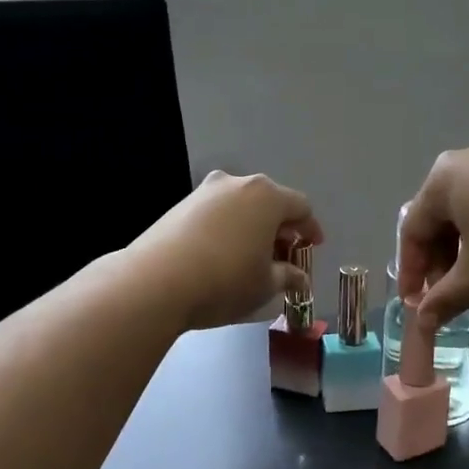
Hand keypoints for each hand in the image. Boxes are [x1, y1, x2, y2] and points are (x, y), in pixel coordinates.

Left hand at [131, 172, 323, 330]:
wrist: (155, 282)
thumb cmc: (225, 280)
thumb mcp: (266, 285)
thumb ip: (288, 276)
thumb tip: (300, 278)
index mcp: (267, 197)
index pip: (300, 207)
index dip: (311, 229)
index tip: (313, 247)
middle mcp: (237, 184)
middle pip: (269, 202)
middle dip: (280, 228)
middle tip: (283, 256)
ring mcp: (205, 192)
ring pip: (240, 206)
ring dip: (252, 227)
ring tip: (252, 257)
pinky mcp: (180, 206)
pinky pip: (216, 213)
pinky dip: (227, 229)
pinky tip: (222, 255)